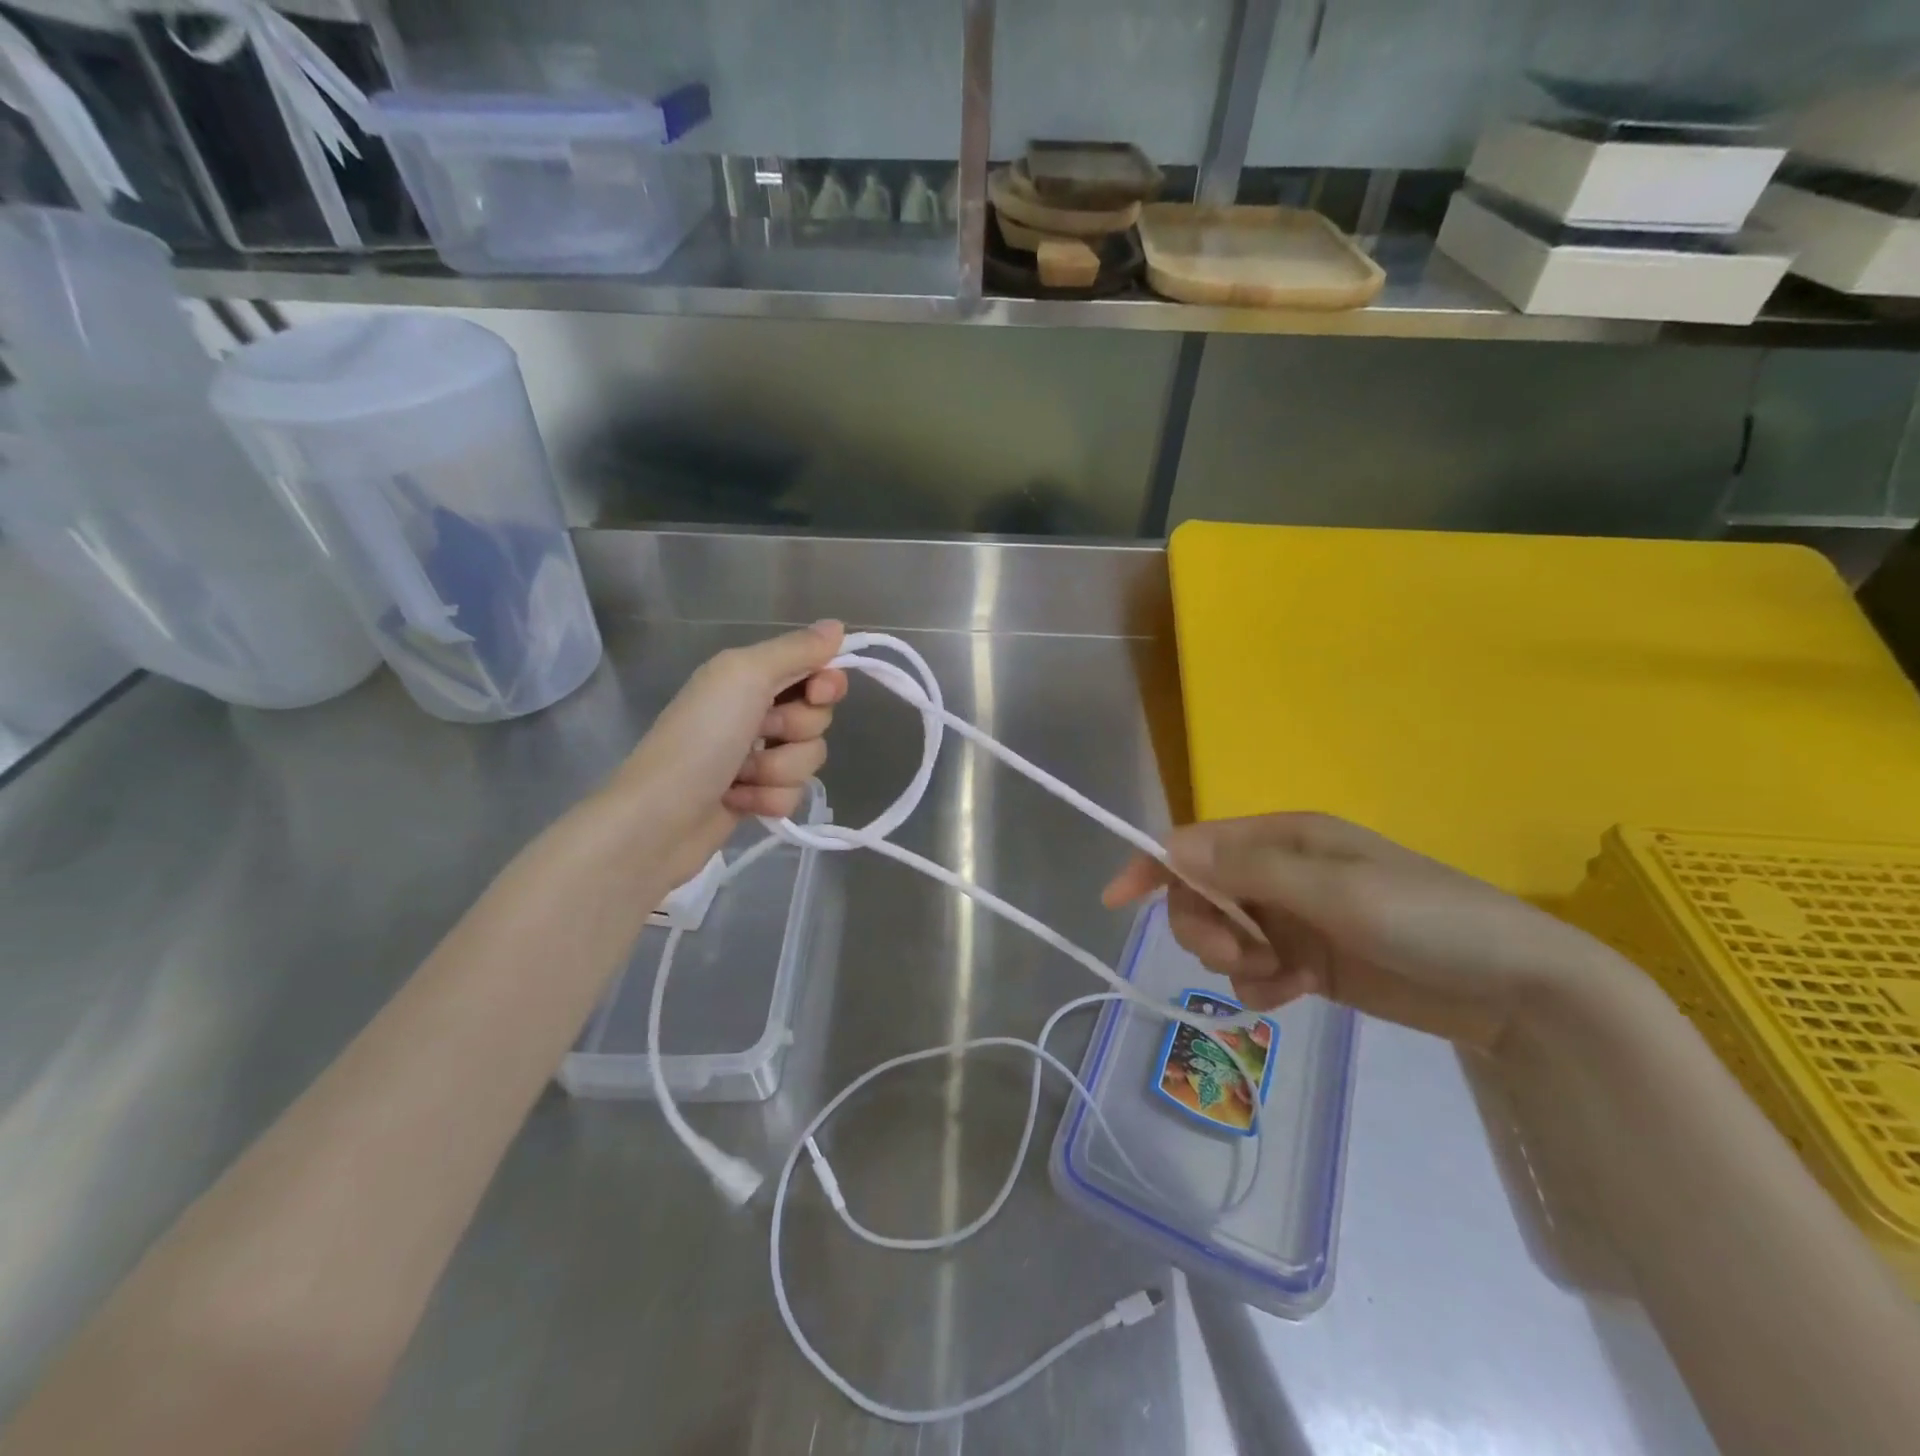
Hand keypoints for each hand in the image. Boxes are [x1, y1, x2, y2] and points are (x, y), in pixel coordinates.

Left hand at [601, 622, 847, 891]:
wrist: (658, 819)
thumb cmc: (700, 739)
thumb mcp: (744, 677)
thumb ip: (795, 650)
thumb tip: (837, 625)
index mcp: (749, 676)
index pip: (815, 670)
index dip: (825, 684)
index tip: (817, 694)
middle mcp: (755, 711)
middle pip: (817, 717)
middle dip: (796, 731)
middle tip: (760, 733)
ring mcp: (757, 757)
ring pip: (809, 758)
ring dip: (779, 770)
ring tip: (740, 776)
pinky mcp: (758, 796)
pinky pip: (794, 794)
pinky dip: (769, 799)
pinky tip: (738, 801)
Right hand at [1104, 813, 1622, 1046]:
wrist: (1520, 992)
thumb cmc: (1429, 921)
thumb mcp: (1337, 890)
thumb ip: (1249, 869)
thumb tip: (1170, 846)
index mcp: (1286, 838)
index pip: (1199, 842)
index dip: (1155, 865)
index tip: (1117, 900)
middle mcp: (1283, 871)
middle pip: (1202, 891)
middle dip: (1203, 925)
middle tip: (1233, 957)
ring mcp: (1296, 917)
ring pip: (1224, 933)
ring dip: (1233, 959)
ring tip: (1276, 977)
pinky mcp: (1309, 961)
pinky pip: (1255, 969)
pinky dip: (1261, 984)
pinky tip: (1294, 993)